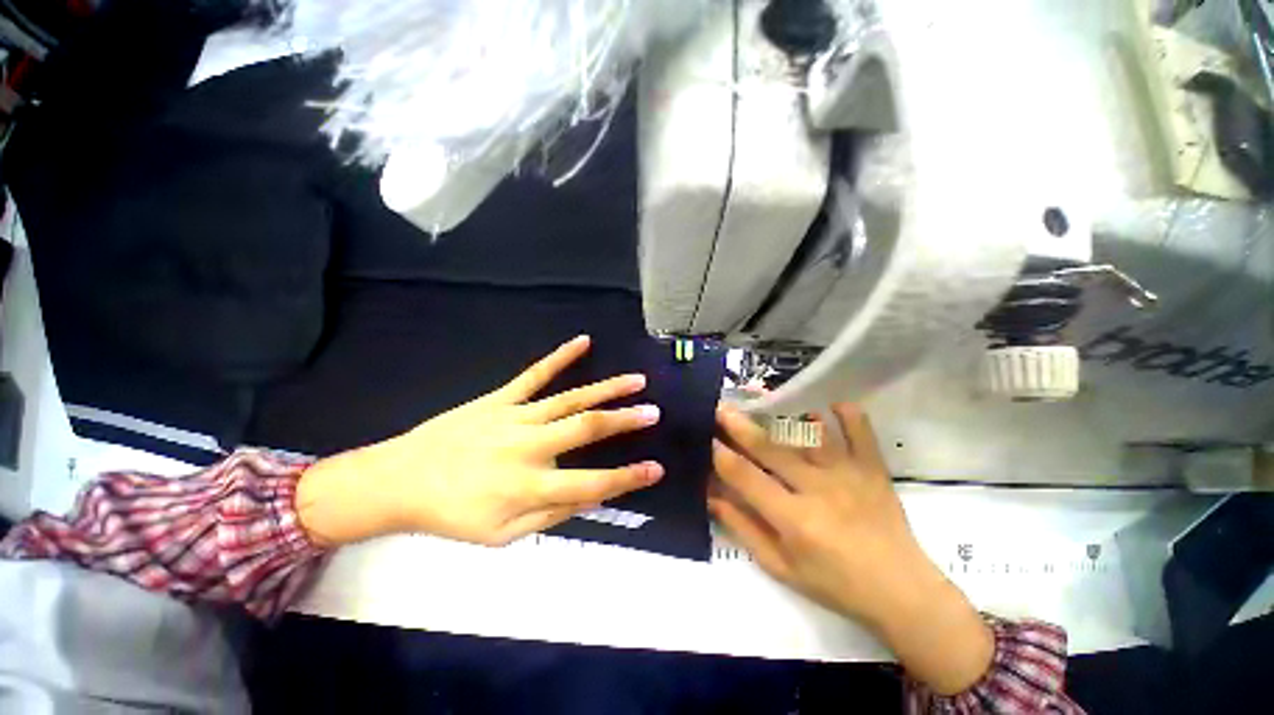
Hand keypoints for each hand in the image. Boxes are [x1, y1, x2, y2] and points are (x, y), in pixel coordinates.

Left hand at [297, 335, 663, 547]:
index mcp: (530, 486)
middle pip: (586, 428)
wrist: (400, 481)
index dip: (627, 478)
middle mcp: (529, 446)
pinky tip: (584, 341)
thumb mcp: (502, 536)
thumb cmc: (453, 514)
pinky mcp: (501, 398)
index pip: (592, 483)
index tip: (656, 469)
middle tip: (654, 412)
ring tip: (636, 380)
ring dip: (606, 388)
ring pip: (570, 398)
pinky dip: (561, 357)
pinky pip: (535, 374)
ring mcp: (515, 416)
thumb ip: (551, 516)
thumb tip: (591, 498)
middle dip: (625, 421)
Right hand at [709, 404, 992, 694]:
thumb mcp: (780, 566)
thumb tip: (711, 495)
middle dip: (740, 426)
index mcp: (794, 520)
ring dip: (784, 414)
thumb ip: (743, 528)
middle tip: (720, 407)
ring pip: (810, 435)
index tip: (705, 436)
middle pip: (772, 450)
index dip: (721, 455)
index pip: (746, 478)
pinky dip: (847, 414)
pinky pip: (861, 433)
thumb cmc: (834, 584)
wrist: (901, 592)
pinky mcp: (873, 469)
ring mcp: (849, 475)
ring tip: (763, 397)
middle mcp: (819, 490)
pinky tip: (832, 402)